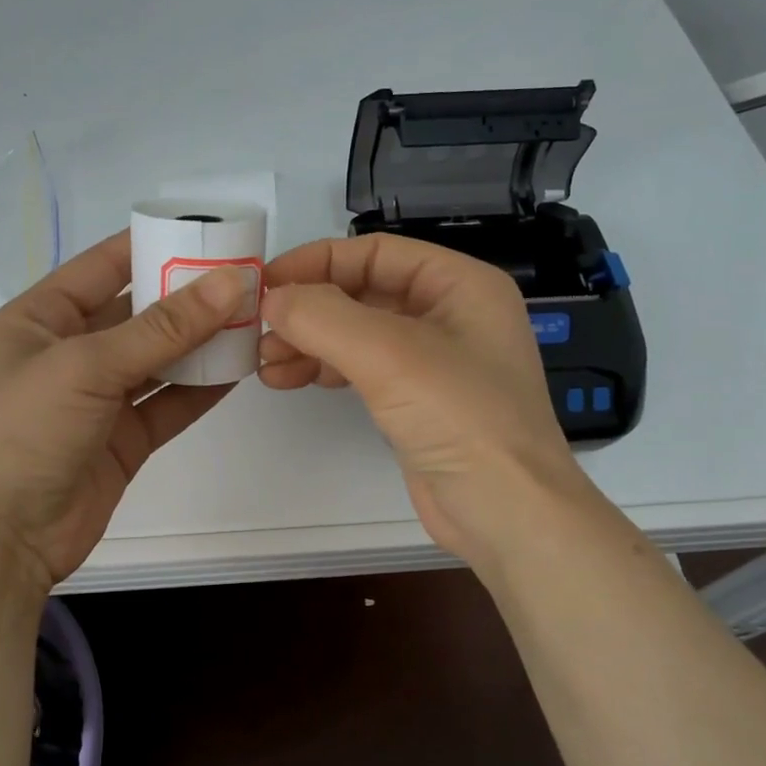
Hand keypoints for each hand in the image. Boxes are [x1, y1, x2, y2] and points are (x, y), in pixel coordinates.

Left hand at [0, 231, 245, 592]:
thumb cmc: (22, 431)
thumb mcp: (87, 366)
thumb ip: (163, 328)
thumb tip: (231, 282)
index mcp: (42, 318)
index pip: (104, 266)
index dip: (155, 245)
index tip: (210, 232)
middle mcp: (70, 352)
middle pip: (138, 312)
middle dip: (188, 295)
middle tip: (247, 276)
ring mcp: (97, 398)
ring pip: (159, 359)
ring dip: (200, 343)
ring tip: (253, 318)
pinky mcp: (122, 439)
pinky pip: (167, 403)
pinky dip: (200, 388)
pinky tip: (238, 369)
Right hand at [260, 234, 595, 567]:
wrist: (507, 513)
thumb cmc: (461, 418)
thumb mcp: (389, 354)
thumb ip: (323, 316)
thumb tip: (273, 298)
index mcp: (460, 284)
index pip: (376, 252)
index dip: (317, 262)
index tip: (267, 284)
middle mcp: (448, 314)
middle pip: (362, 292)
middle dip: (308, 309)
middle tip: (258, 329)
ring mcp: (433, 361)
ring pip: (356, 333)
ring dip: (308, 341)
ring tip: (263, 361)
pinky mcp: (416, 401)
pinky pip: (360, 369)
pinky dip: (322, 369)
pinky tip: (286, 379)